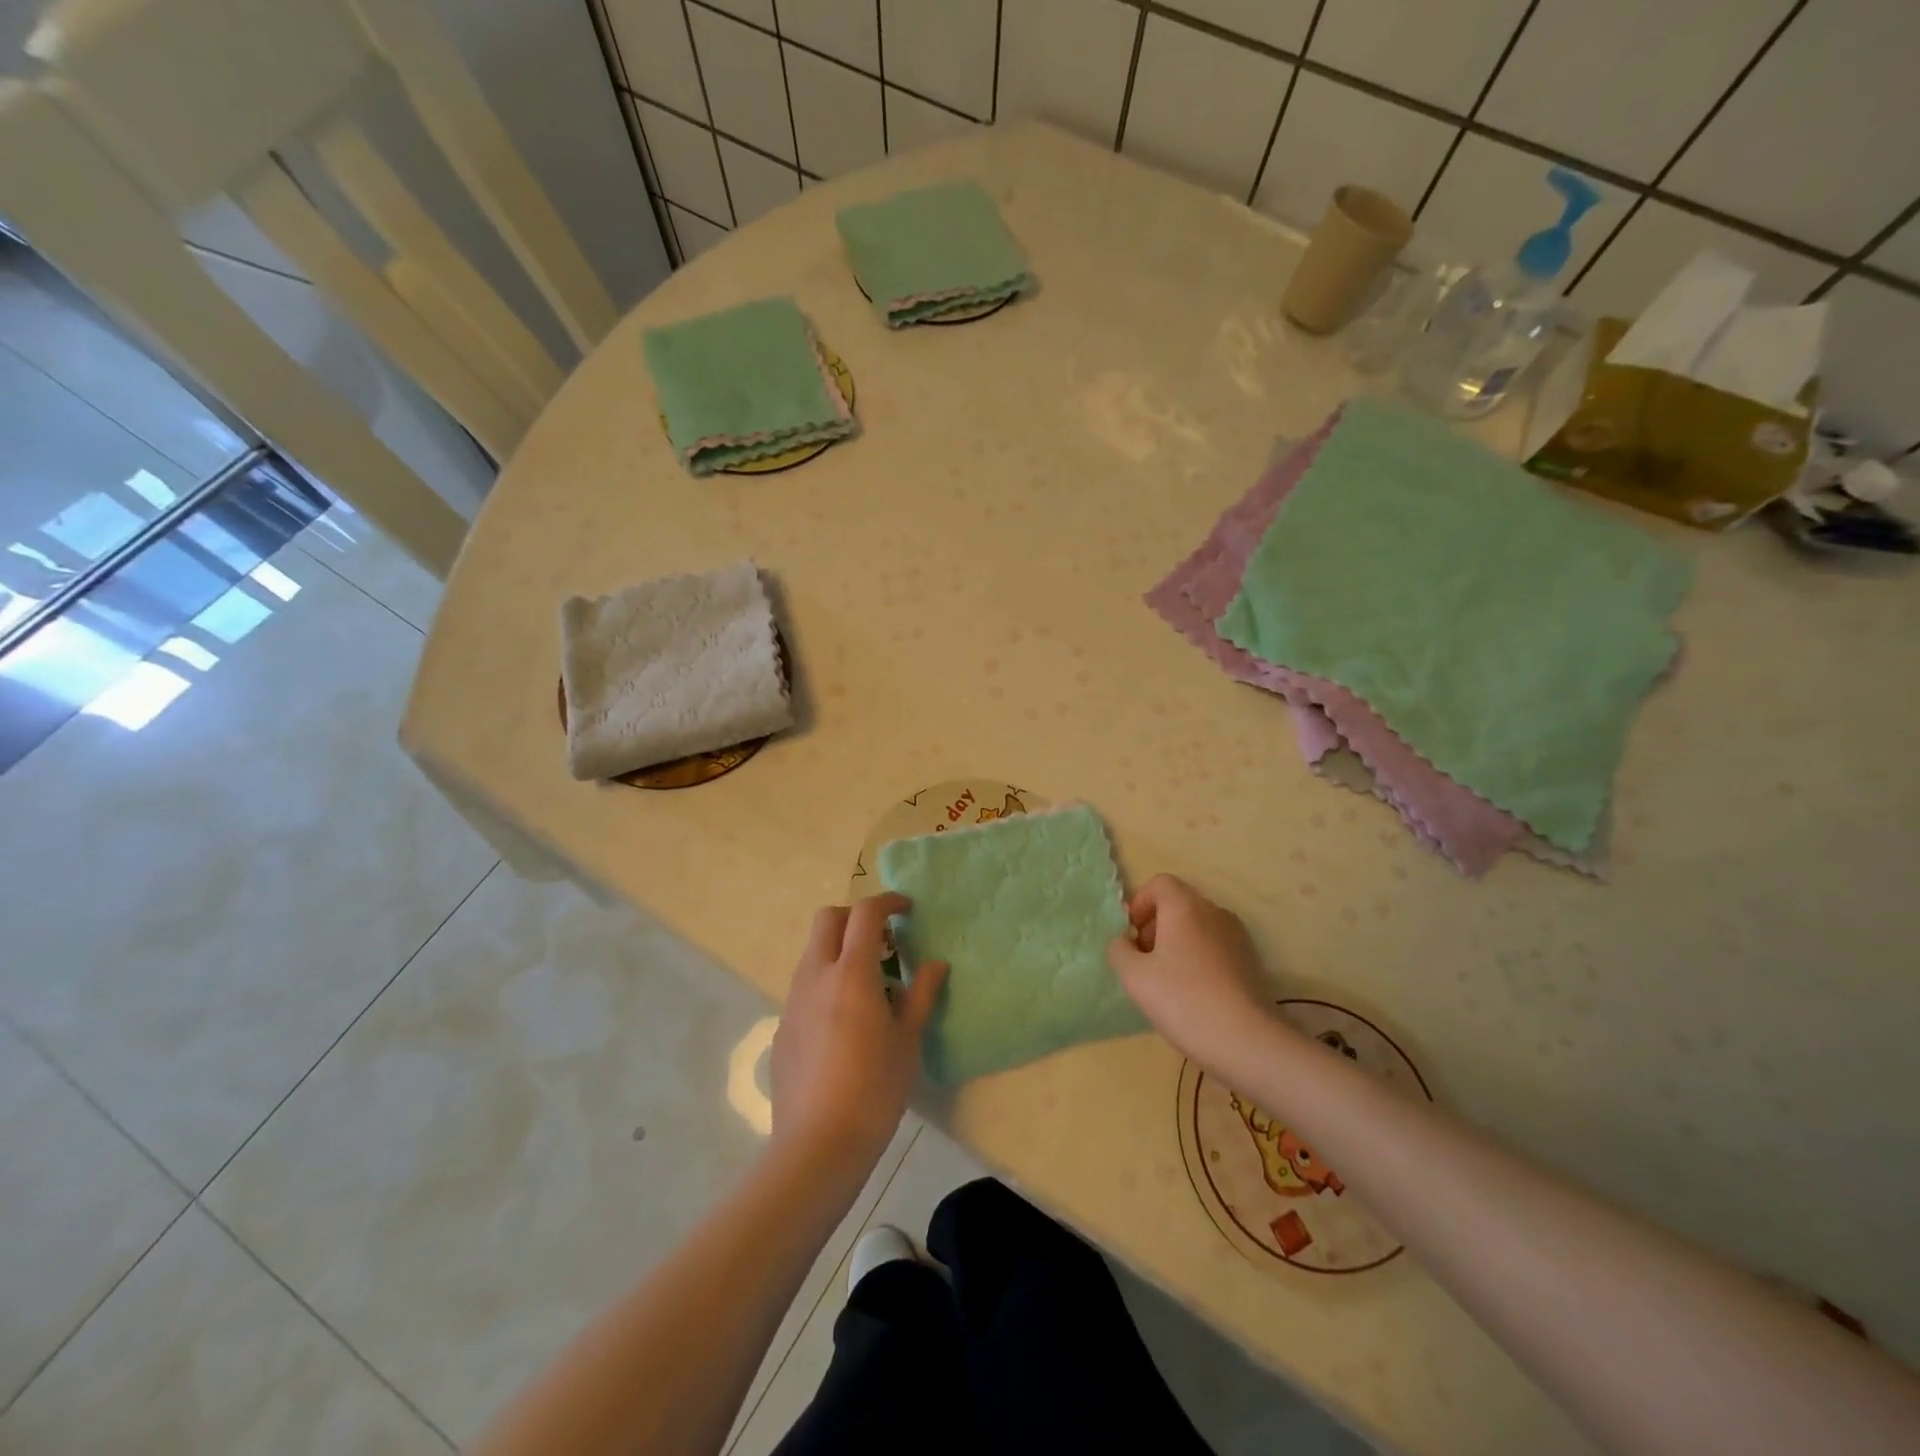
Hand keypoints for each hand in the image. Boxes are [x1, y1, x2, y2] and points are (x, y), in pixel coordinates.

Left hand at [770, 893, 946, 1178]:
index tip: (906, 910)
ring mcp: (793, 1001)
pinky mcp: (782, 1026)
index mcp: (851, 973)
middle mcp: (816, 976)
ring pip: (813, 952)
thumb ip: (921, 994)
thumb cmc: (875, 1089)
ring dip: (839, 950)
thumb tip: (936, 964)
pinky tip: (843, 1022)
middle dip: (855, 917)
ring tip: (868, 985)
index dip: (887, 901)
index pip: (865, 913)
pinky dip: (826, 982)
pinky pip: (804, 986)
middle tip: (883, 941)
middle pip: (828, 919)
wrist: (818, 1144)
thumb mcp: (907, 1040)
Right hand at [1108, 874, 1275, 1072]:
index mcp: (1185, 907)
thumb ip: (1120, 950)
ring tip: (1167, 979)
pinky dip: (1199, 956)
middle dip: (1156, 925)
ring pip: (1198, 926)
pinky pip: (1215, 945)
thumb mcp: (1134, 976)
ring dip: (1177, 942)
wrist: (1245, 1040)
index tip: (1131, 935)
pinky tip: (1193, 991)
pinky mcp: (1250, 960)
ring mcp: (1237, 935)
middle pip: (1179, 904)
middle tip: (1144, 960)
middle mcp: (1214, 912)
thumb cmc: (1182, 999)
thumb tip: (1124, 942)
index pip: (1160, 884)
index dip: (1140, 903)